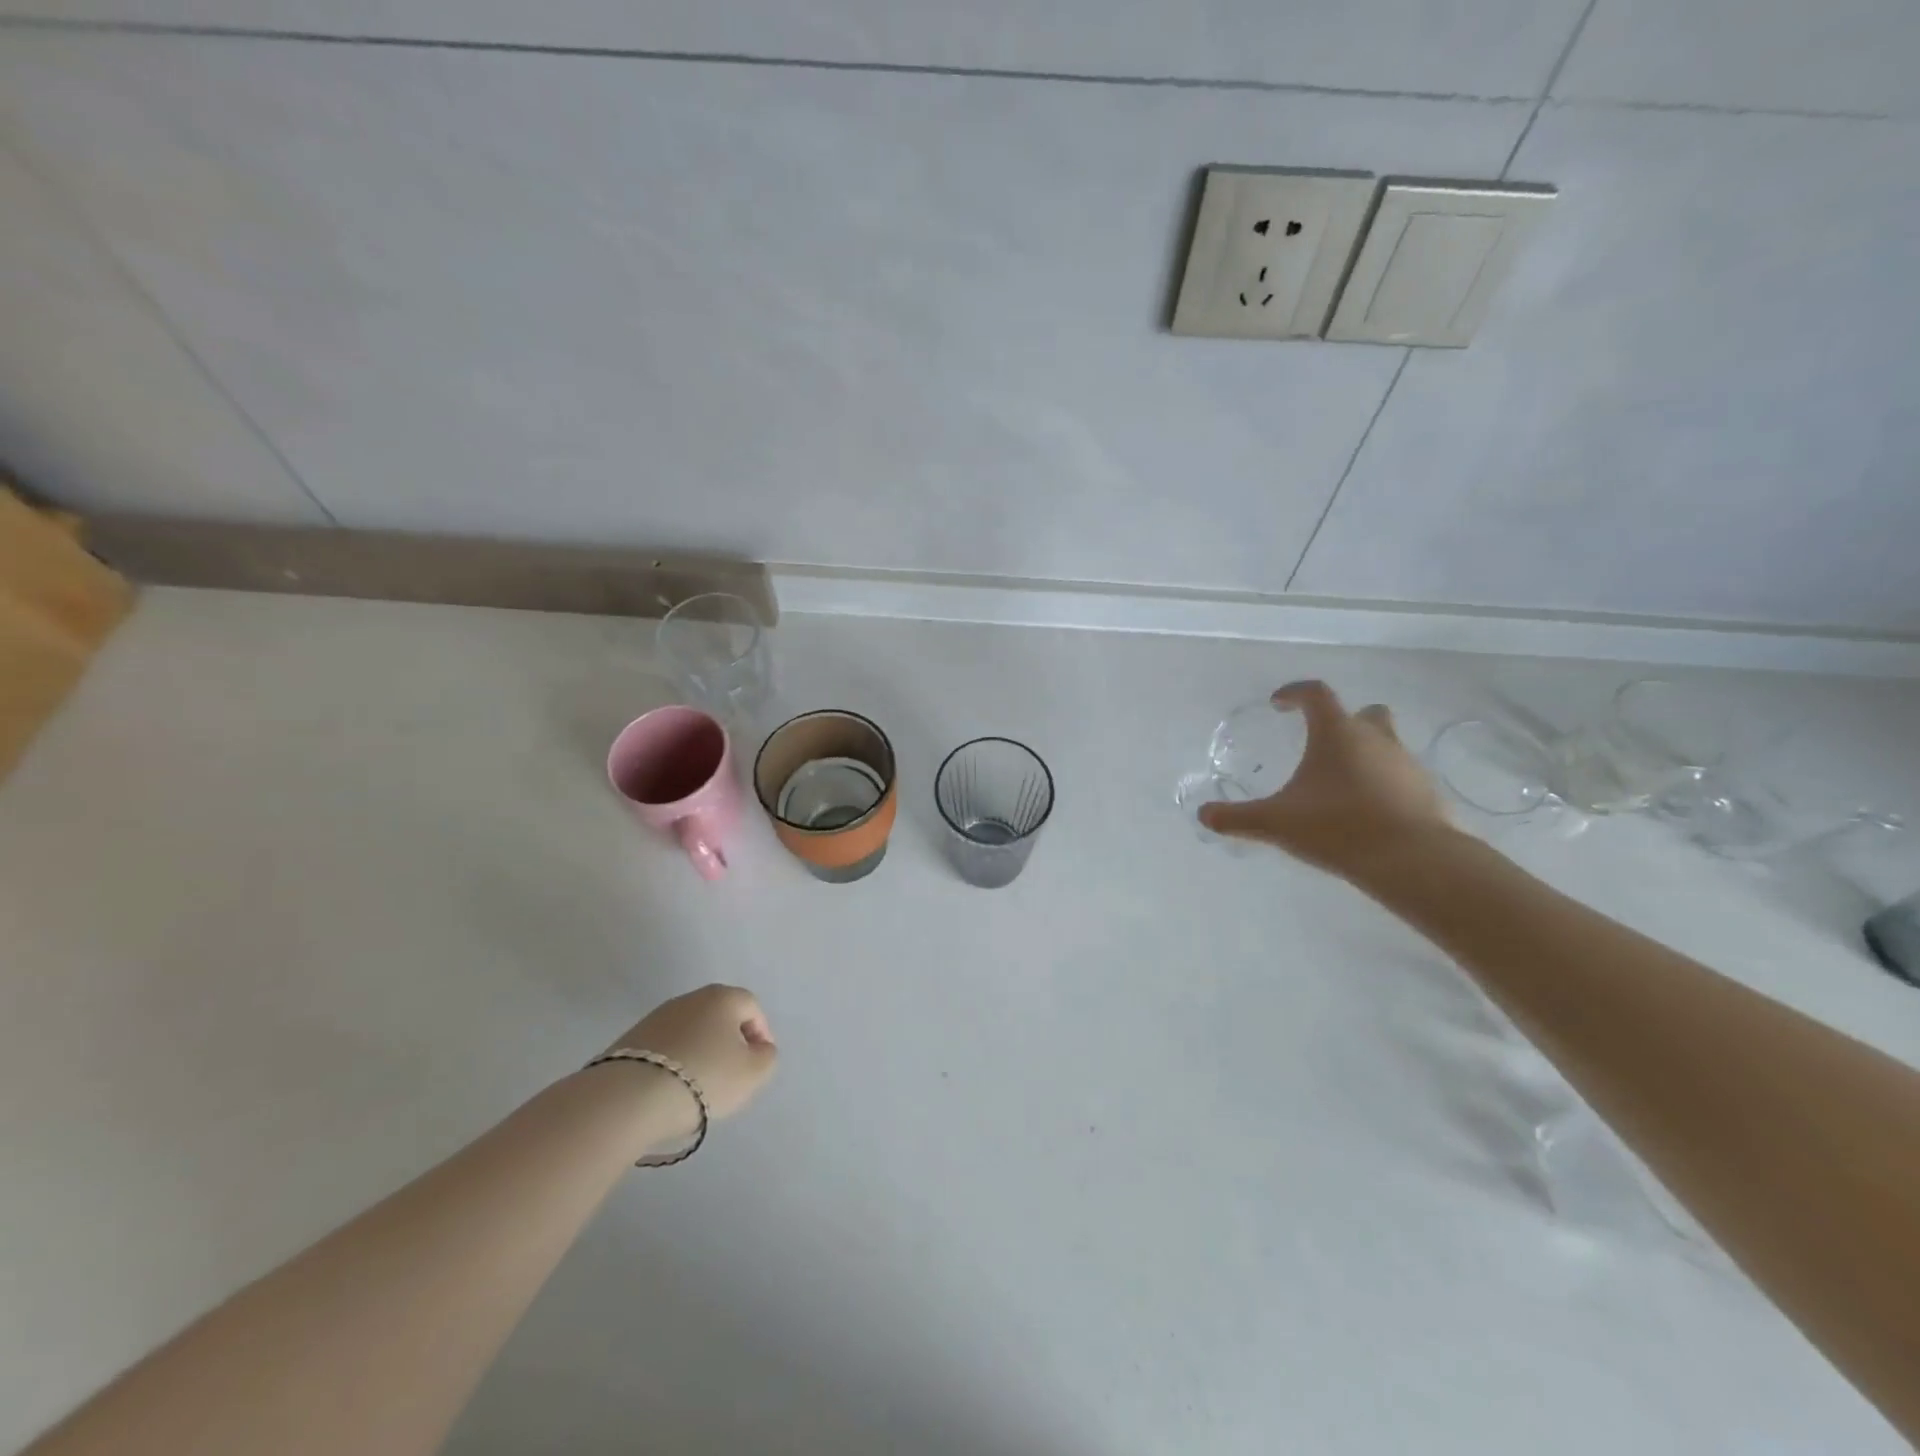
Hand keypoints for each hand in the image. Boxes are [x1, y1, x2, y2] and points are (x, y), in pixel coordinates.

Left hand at [607, 984, 777, 1131]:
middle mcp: (690, 998)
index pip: (752, 1007)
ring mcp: (657, 1017)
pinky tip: (670, 1090)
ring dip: (700, 1053)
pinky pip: (665, 1048)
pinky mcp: (631, 1039)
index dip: (761, 1034)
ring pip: (691, 1032)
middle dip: (729, 1043)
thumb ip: (766, 1057)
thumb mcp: (753, 1073)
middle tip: (731, 1076)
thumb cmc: (704, 1078)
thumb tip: (758, 1049)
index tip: (757, 1064)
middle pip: (720, 1017)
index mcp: (723, 997)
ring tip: (698, 1088)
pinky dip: (674, 1064)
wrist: (629, 1098)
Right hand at [1198, 680, 1449, 881]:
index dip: (1294, 693)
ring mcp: (1406, 764)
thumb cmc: (1337, 826)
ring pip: (1384, 744)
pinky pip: (1399, 777)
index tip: (1277, 704)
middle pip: (1362, 713)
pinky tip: (1365, 811)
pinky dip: (1382, 784)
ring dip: (1363, 755)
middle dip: (1341, 722)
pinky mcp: (1426, 792)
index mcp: (1337, 733)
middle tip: (1320, 744)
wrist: (1411, 860)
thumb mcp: (1275, 823)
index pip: (1315, 694)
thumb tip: (1204, 815)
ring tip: (1339, 785)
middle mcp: (1375, 738)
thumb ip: (1236, 818)